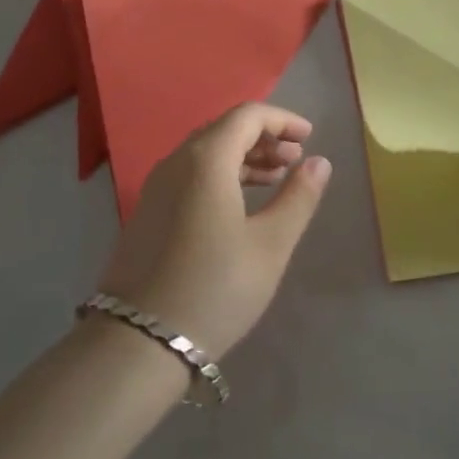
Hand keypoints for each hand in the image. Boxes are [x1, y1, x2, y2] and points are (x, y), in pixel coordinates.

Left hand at [96, 103, 332, 359]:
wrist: (140, 342)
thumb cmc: (216, 288)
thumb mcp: (270, 245)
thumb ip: (298, 198)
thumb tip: (319, 162)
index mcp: (206, 160)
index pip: (247, 116)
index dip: (282, 120)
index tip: (310, 138)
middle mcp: (176, 162)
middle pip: (224, 130)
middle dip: (264, 138)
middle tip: (296, 161)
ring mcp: (157, 187)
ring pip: (206, 153)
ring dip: (244, 157)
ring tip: (276, 179)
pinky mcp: (148, 211)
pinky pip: (191, 174)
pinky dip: (222, 175)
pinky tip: (241, 203)